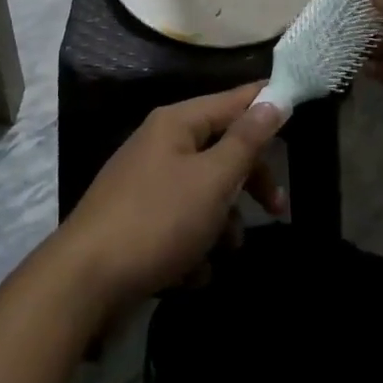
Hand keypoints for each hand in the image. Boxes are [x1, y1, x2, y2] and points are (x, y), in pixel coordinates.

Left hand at [55, 87, 287, 311]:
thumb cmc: (158, 220)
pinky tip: (189, 274)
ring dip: (220, 224)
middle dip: (247, 182)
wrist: (85, 283)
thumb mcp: (212, 180)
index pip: (231, 101)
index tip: (297, 106)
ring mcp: (145, 184)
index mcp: (175, 124)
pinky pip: (181, 225)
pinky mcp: (137, 222)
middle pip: (220, 151)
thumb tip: (273, 100)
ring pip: (203, 194)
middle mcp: (159, 145)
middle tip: (276, 209)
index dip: (263, 103)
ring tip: (221, 253)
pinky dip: (192, 247)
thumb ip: (245, 141)